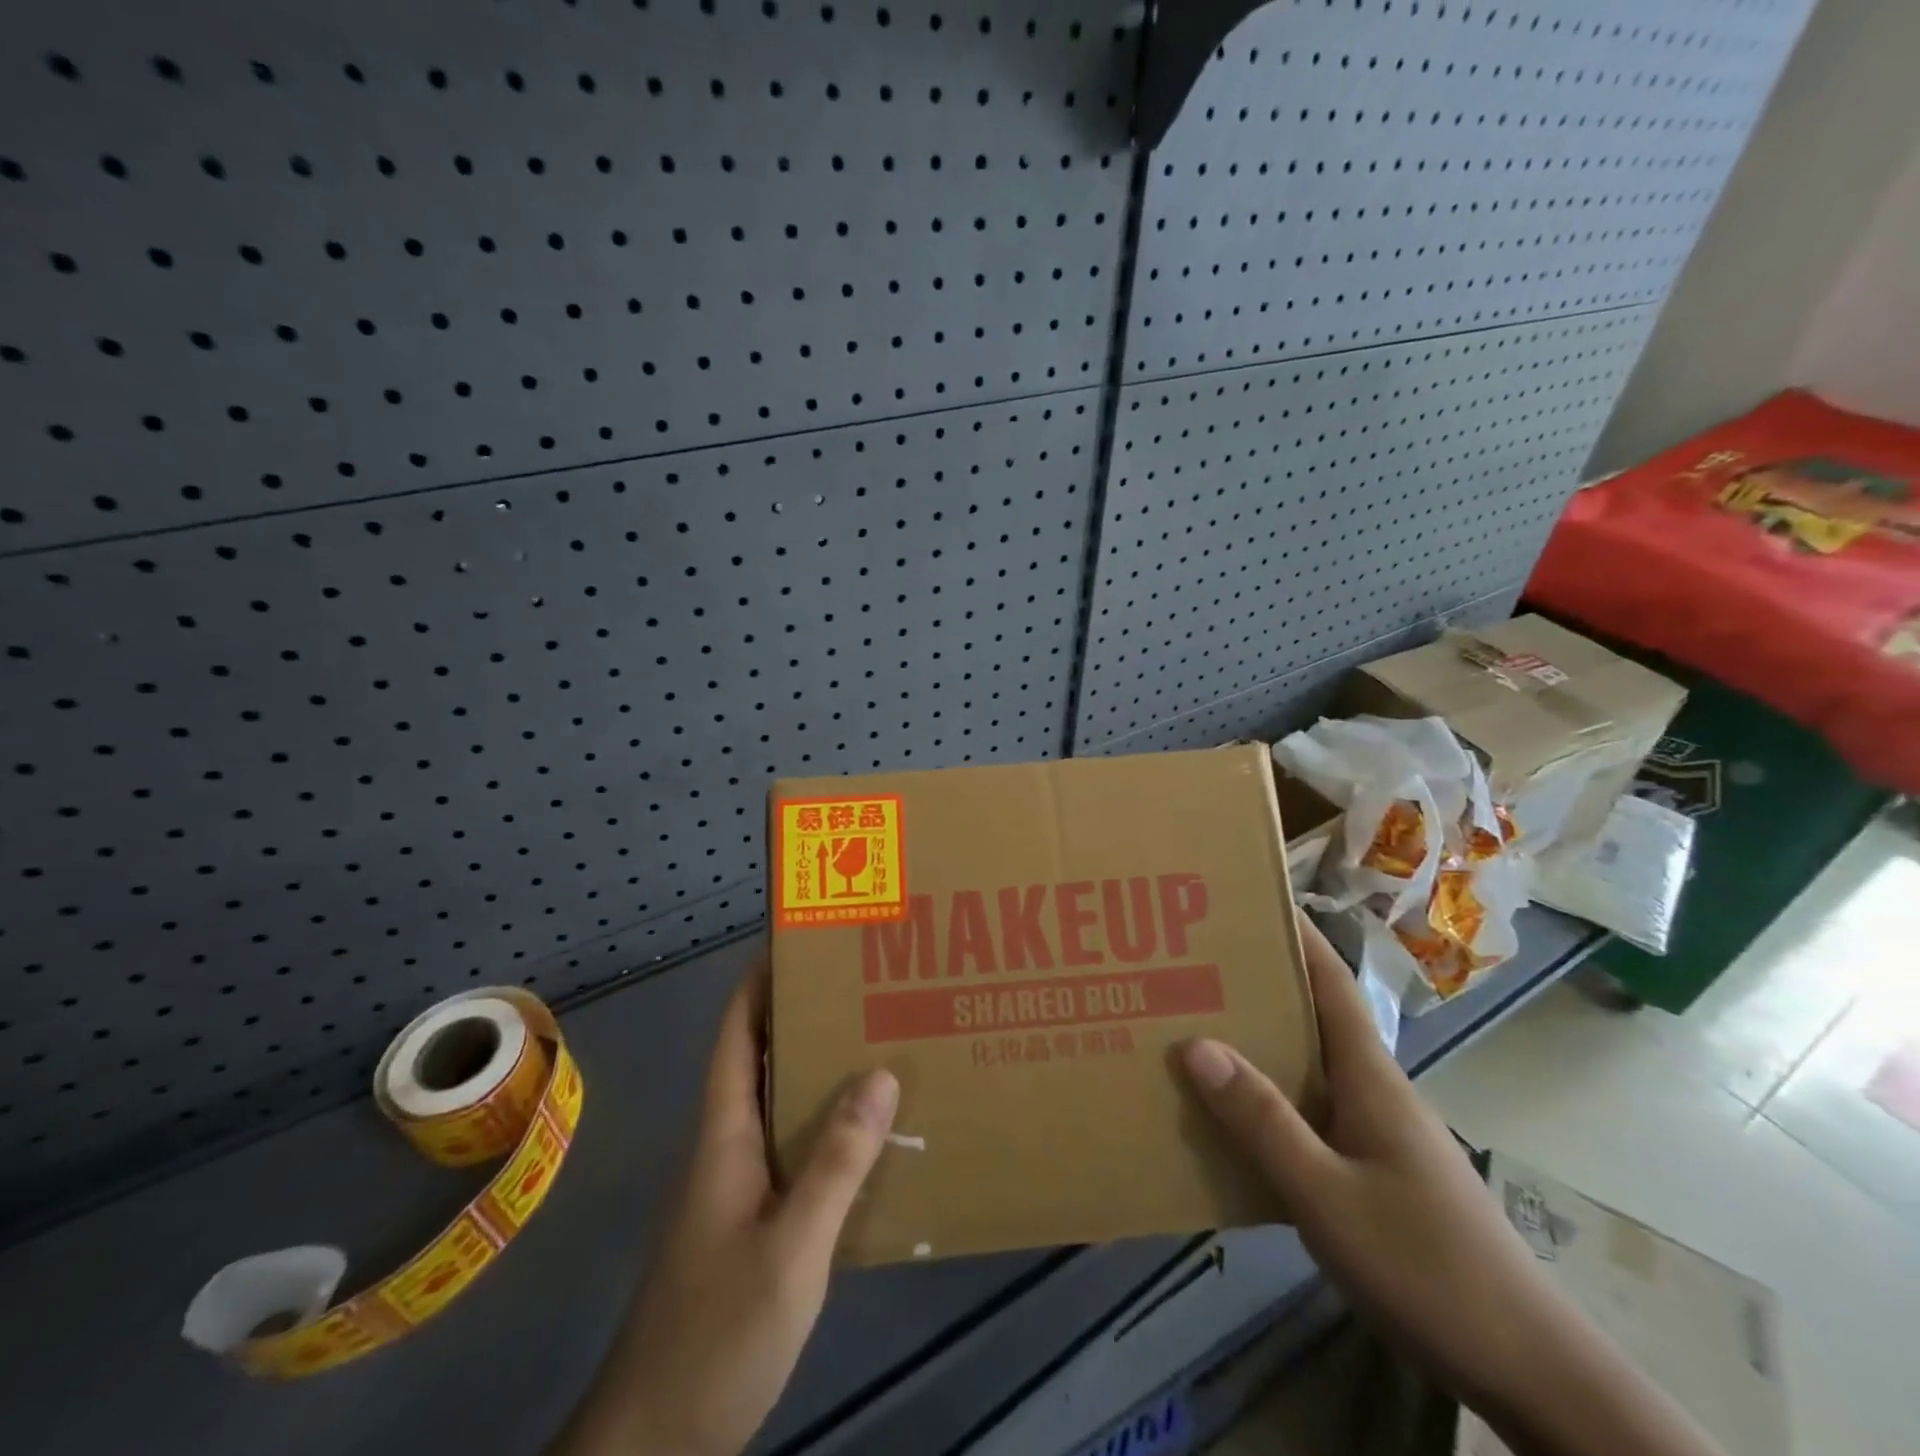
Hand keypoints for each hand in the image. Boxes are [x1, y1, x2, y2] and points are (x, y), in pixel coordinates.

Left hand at [553, 964, 897, 1455]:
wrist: (656, 1443)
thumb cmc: (715, 1334)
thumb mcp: (789, 1248)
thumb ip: (834, 1164)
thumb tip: (880, 1074)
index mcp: (724, 1135)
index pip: (736, 1036)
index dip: (758, 984)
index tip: (798, 942)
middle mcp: (728, 1148)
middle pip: (761, 1060)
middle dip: (803, 1017)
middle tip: (862, 986)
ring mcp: (737, 1188)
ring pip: (780, 1107)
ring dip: (818, 1071)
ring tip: (876, 1043)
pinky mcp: (751, 1223)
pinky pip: (793, 1151)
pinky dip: (826, 1128)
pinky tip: (868, 1136)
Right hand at [1180, 915, 1550, 1405]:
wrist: (1529, 1371)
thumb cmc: (1428, 1267)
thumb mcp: (1328, 1196)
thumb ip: (1263, 1122)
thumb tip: (1195, 1045)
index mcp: (1370, 1076)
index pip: (1330, 981)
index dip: (1296, 934)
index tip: (1247, 898)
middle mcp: (1374, 1089)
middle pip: (1313, 1017)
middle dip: (1259, 984)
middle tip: (1193, 964)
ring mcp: (1378, 1131)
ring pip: (1309, 1067)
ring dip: (1259, 1042)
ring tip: (1195, 1028)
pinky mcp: (1376, 1170)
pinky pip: (1311, 1112)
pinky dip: (1270, 1099)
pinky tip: (1233, 1120)